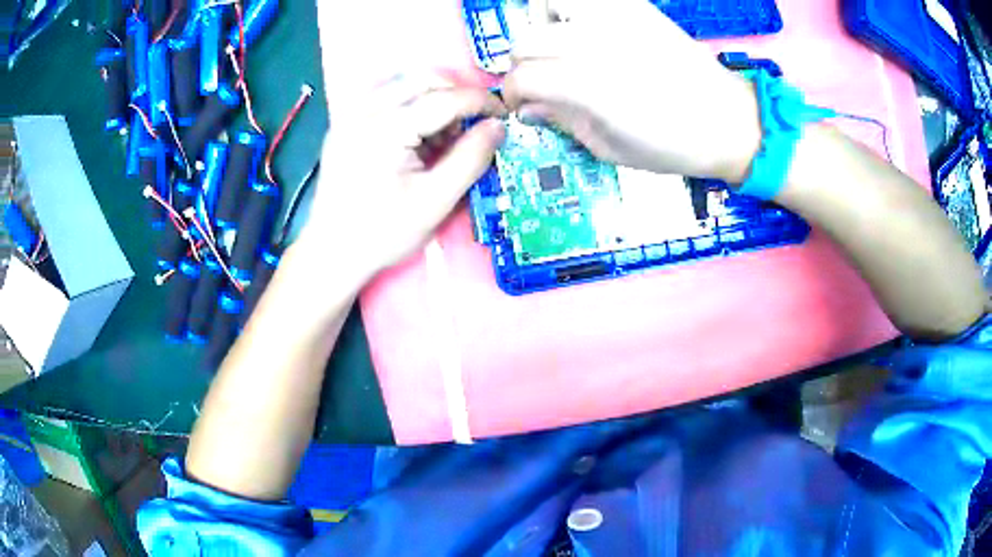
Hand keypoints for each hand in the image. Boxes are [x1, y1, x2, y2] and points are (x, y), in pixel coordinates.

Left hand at [296, 75, 504, 282]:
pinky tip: (416, 138)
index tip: (505, 115)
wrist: (331, 252)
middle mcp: (364, 110)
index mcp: (385, 128)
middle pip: (423, 80)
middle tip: (473, 126)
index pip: (445, 98)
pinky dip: (410, 107)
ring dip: (433, 99)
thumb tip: (499, 126)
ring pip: (404, 85)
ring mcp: (349, 115)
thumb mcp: (436, 200)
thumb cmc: (383, 232)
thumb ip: (471, 158)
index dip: (481, 103)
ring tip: (444, 136)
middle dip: (455, 96)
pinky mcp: (344, 124)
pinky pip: (385, 99)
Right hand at [502, 0, 760, 181]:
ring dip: (543, 27)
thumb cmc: (673, 146)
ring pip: (547, 5)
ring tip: (560, 47)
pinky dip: (573, 10)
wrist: (728, 120)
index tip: (524, 106)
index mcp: (590, 87)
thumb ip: (562, 121)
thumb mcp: (609, 149)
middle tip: (542, 81)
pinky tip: (587, 30)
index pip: (522, 77)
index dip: (513, 95)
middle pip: (526, 40)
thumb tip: (528, 107)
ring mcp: (616, 18)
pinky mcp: (635, 7)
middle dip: (524, 65)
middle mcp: (597, 43)